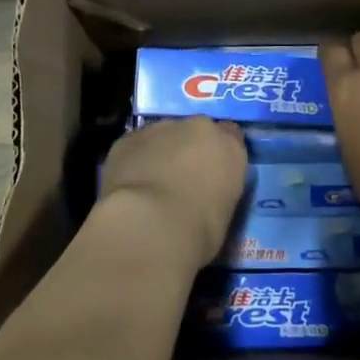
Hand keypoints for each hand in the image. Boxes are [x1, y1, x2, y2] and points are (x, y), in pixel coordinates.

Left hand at [97, 117, 246, 269]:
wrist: (151, 223)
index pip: (231, 136)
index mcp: (229, 147)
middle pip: (195, 132)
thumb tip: (203, 195)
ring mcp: (160, 129)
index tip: (212, 173)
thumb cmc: (199, 230)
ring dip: (160, 154)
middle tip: (180, 181)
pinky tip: (129, 186)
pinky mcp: (128, 138)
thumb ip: (216, 192)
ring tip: (150, 187)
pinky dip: (134, 161)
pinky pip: (135, 147)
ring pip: (162, 136)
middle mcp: (197, 128)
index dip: (218, 154)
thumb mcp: (223, 214)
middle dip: (188, 150)